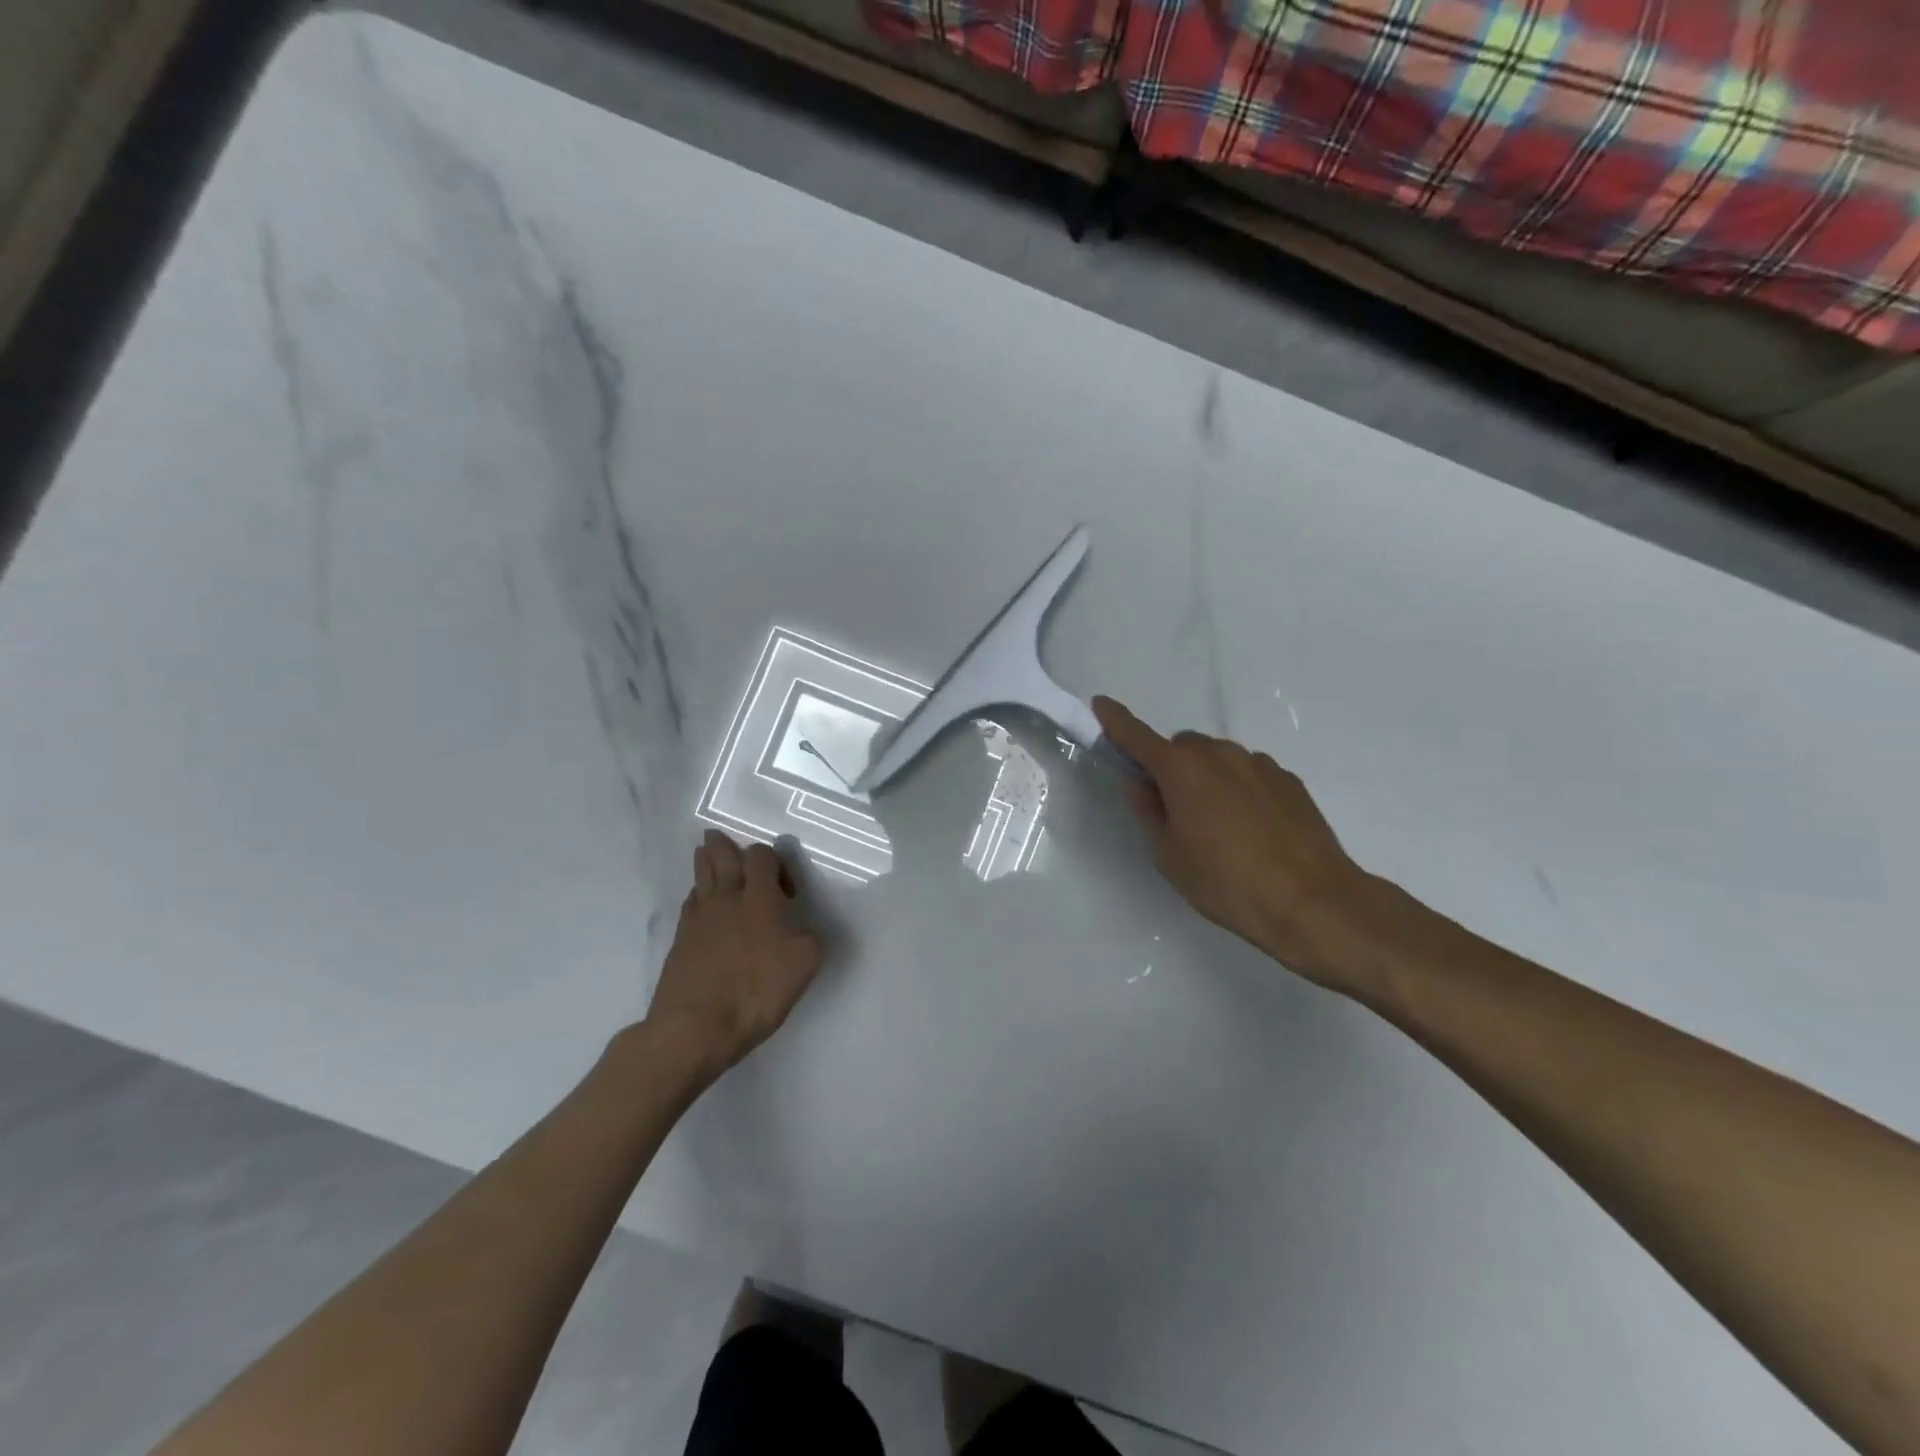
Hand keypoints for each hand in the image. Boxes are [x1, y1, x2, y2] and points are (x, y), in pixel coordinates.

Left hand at [644, 831, 825, 1079]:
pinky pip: (690, 903)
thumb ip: (809, 938)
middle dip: (724, 846)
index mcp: (759, 898)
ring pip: (700, 876)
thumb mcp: (804, 964)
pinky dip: (698, 895)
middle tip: (722, 839)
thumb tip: (801, 931)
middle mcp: (726, 898)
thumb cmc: (756, 991)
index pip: (762, 856)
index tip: (788, 892)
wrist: (695, 1027)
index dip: (775, 862)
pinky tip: (703, 903)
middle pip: (722, 857)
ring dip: (706, 861)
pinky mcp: (680, 941)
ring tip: (708, 854)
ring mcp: (699, 918)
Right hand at [1093, 696, 1381, 991]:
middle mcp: (1221, 755)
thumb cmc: (1226, 883)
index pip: (1138, 736)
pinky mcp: (1289, 781)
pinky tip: (1252, 830)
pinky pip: (1249, 774)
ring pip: (1218, 759)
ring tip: (1219, 828)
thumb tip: (1142, 785)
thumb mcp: (1169, 856)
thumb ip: (1149, 813)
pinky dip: (1239, 790)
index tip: (1101, 704)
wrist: (1313, 902)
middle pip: (1182, 747)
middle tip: (1173, 810)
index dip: (1116, 721)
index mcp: (1182, 770)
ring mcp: (1260, 765)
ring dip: (1207, 779)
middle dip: (1171, 767)